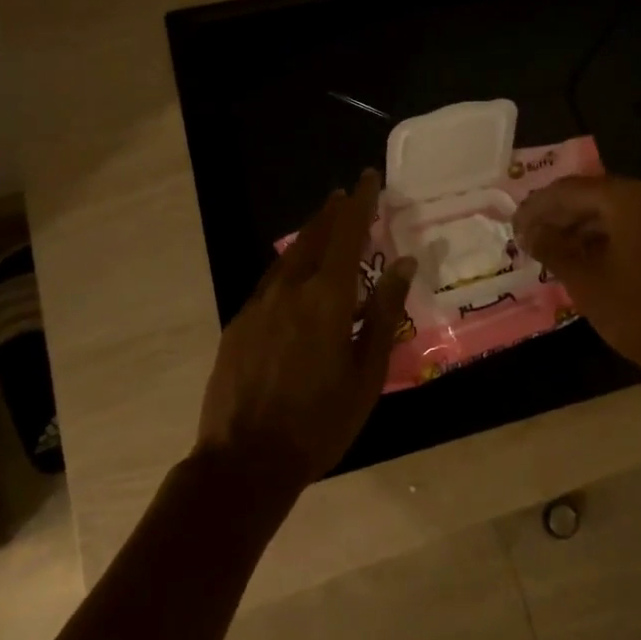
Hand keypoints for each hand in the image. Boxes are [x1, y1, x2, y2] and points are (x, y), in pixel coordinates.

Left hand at [197, 169, 416, 488]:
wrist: (245, 461)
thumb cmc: (320, 422)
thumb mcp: (367, 372)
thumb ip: (384, 313)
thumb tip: (403, 264)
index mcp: (327, 298)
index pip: (347, 234)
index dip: (360, 203)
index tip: (368, 178)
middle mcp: (290, 290)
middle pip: (314, 238)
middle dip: (333, 213)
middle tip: (347, 196)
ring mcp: (258, 306)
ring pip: (288, 258)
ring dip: (309, 237)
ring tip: (324, 226)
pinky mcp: (238, 325)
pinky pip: (270, 283)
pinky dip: (290, 267)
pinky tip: (295, 278)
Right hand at [513, 175, 640, 381]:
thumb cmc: (634, 310)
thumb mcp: (583, 278)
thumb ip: (552, 247)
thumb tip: (528, 232)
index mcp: (628, 200)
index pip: (570, 189)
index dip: (537, 206)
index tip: (513, 226)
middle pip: (592, 194)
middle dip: (556, 213)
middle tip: (526, 235)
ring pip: (610, 210)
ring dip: (577, 225)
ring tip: (546, 246)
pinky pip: (628, 225)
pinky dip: (600, 235)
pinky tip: (577, 254)